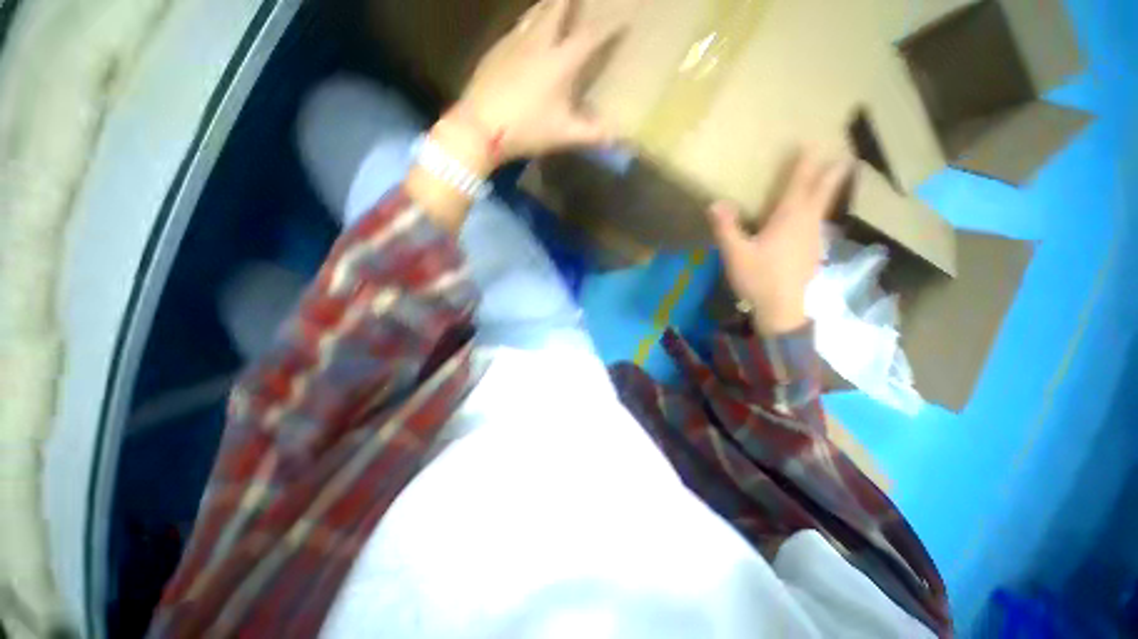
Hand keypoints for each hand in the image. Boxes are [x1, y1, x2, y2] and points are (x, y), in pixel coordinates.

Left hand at [446, 0, 622, 166]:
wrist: (480, 127)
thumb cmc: (526, 129)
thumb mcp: (563, 135)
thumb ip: (592, 134)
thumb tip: (617, 137)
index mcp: (560, 61)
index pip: (590, 36)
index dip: (610, 26)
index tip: (624, 17)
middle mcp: (538, 41)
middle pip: (558, 7)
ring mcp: (514, 42)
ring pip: (535, 12)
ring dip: (550, 5)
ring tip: (557, 4)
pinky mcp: (496, 50)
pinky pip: (518, 27)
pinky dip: (529, 22)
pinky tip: (528, 31)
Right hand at [707, 151, 853, 334]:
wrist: (782, 308)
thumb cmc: (759, 278)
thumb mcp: (735, 254)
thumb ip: (726, 228)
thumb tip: (715, 203)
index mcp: (789, 219)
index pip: (800, 184)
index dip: (805, 163)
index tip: (812, 142)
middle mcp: (807, 223)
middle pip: (823, 192)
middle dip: (833, 173)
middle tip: (845, 156)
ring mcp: (814, 239)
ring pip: (824, 208)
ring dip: (829, 191)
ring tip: (833, 180)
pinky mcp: (813, 253)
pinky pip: (819, 224)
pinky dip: (820, 212)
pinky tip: (816, 218)